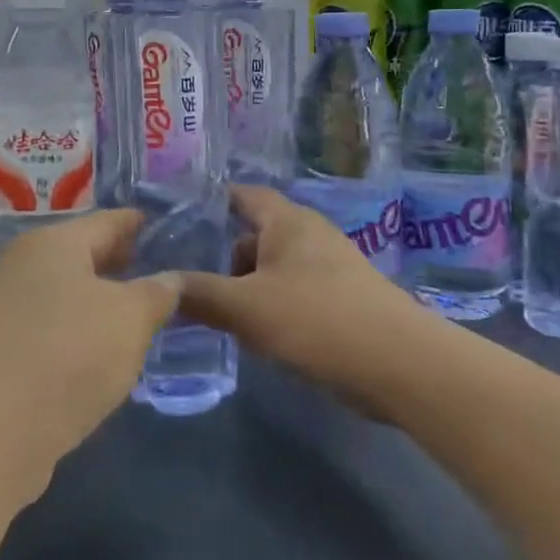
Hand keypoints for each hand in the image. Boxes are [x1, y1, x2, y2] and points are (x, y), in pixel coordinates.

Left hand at [0, 210, 177, 496]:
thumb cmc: (70, 354)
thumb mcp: (131, 319)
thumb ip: (156, 293)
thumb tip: (171, 278)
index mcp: (53, 242)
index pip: (106, 221)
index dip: (137, 223)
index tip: (161, 226)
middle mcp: (20, 264)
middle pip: (78, 253)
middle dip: (115, 261)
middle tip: (153, 270)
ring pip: (59, 291)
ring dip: (93, 298)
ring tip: (130, 313)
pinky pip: (43, 325)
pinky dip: (71, 328)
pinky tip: (92, 351)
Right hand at [178, 185, 432, 417]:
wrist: (400, 365)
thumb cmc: (316, 320)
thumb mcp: (246, 308)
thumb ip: (200, 294)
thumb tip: (159, 285)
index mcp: (287, 221)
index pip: (243, 195)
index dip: (212, 202)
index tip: (178, 219)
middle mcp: (310, 235)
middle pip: (256, 235)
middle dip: (225, 257)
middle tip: (191, 284)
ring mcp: (331, 268)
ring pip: (274, 268)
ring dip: (248, 287)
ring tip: (221, 316)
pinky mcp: (343, 300)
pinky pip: (294, 292)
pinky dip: (272, 305)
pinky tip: (259, 335)